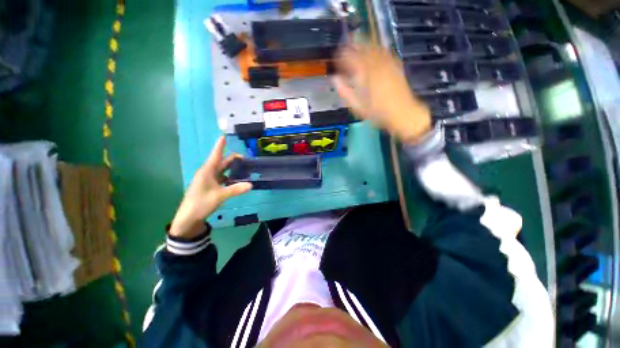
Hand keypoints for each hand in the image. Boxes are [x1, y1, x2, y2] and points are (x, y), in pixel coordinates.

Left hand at [169, 136, 252, 237]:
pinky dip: (230, 176)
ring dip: (232, 168)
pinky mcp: (211, 186)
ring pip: (223, 170)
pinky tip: (237, 179)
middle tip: (246, 159)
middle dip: (233, 159)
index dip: (220, 145)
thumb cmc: (200, 204)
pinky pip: (222, 177)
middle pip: (222, 162)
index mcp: (207, 171)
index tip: (223, 136)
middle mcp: (208, 173)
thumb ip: (235, 190)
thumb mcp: (219, 196)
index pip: (216, 155)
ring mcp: (209, 180)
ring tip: (245, 167)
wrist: (188, 218)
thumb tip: (251, 184)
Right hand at [333, 44, 431, 143]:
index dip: (342, 55)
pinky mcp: (396, 66)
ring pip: (375, 48)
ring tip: (357, 44)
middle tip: (345, 46)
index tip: (336, 57)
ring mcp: (388, 64)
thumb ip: (345, 92)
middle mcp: (377, 65)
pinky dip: (377, 49)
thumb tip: (335, 79)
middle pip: (364, 49)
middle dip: (353, 45)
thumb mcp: (357, 106)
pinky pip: (385, 52)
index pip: (351, 58)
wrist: (402, 114)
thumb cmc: (377, 113)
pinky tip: (374, 51)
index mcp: (366, 74)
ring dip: (365, 44)